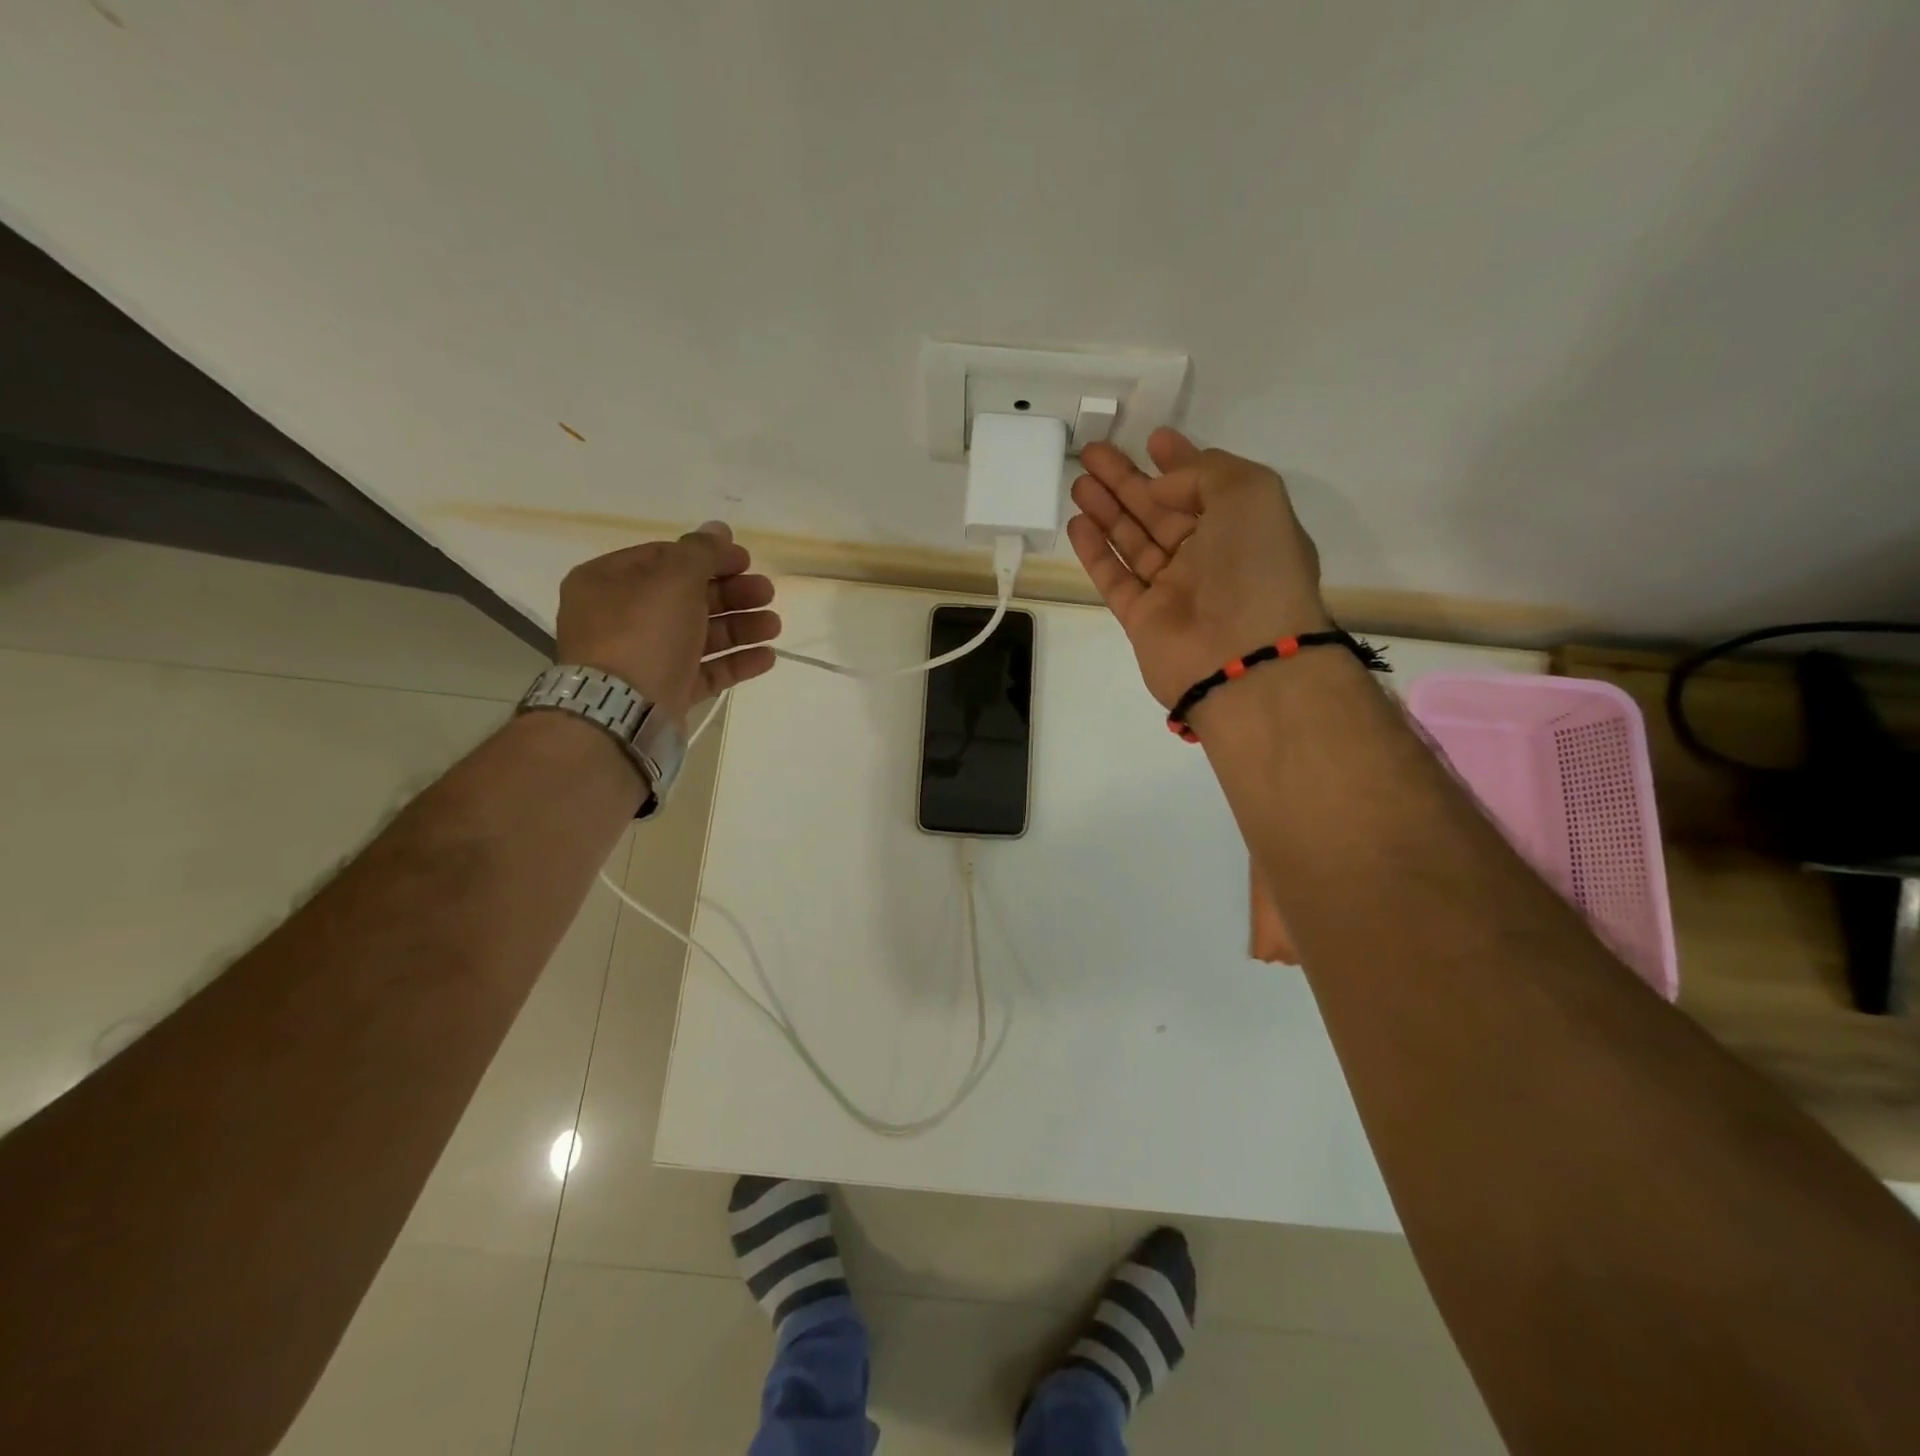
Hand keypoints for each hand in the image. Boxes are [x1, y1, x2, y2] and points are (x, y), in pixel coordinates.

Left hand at [555, 522, 778, 725]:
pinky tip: (766, 657)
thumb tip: (718, 528)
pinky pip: (704, 671)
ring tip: (774, 626)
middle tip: (767, 592)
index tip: (746, 561)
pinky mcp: (665, 692)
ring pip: (700, 635)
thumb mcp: (674, 579)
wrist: (622, 712)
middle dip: (732, 594)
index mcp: (608, 582)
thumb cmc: (643, 633)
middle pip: (686, 597)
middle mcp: (621, 618)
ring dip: (740, 627)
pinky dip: (734, 662)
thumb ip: (701, 552)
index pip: (664, 558)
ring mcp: (644, 658)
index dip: (709, 556)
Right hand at [1066, 429, 1330, 707]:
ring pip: (1133, 541)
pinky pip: (1115, 578)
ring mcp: (1174, 590)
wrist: (1241, 657)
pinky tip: (1077, 523)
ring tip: (1078, 482)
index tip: (1152, 439)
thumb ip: (1204, 473)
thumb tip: (1160, 487)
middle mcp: (1210, 558)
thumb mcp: (1251, 493)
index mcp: (1243, 528)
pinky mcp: (1142, 619)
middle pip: (1160, 511)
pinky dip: (1096, 551)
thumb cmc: (1255, 568)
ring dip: (1107, 510)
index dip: (1179, 462)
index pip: (1206, 486)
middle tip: (1093, 452)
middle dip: (1128, 480)